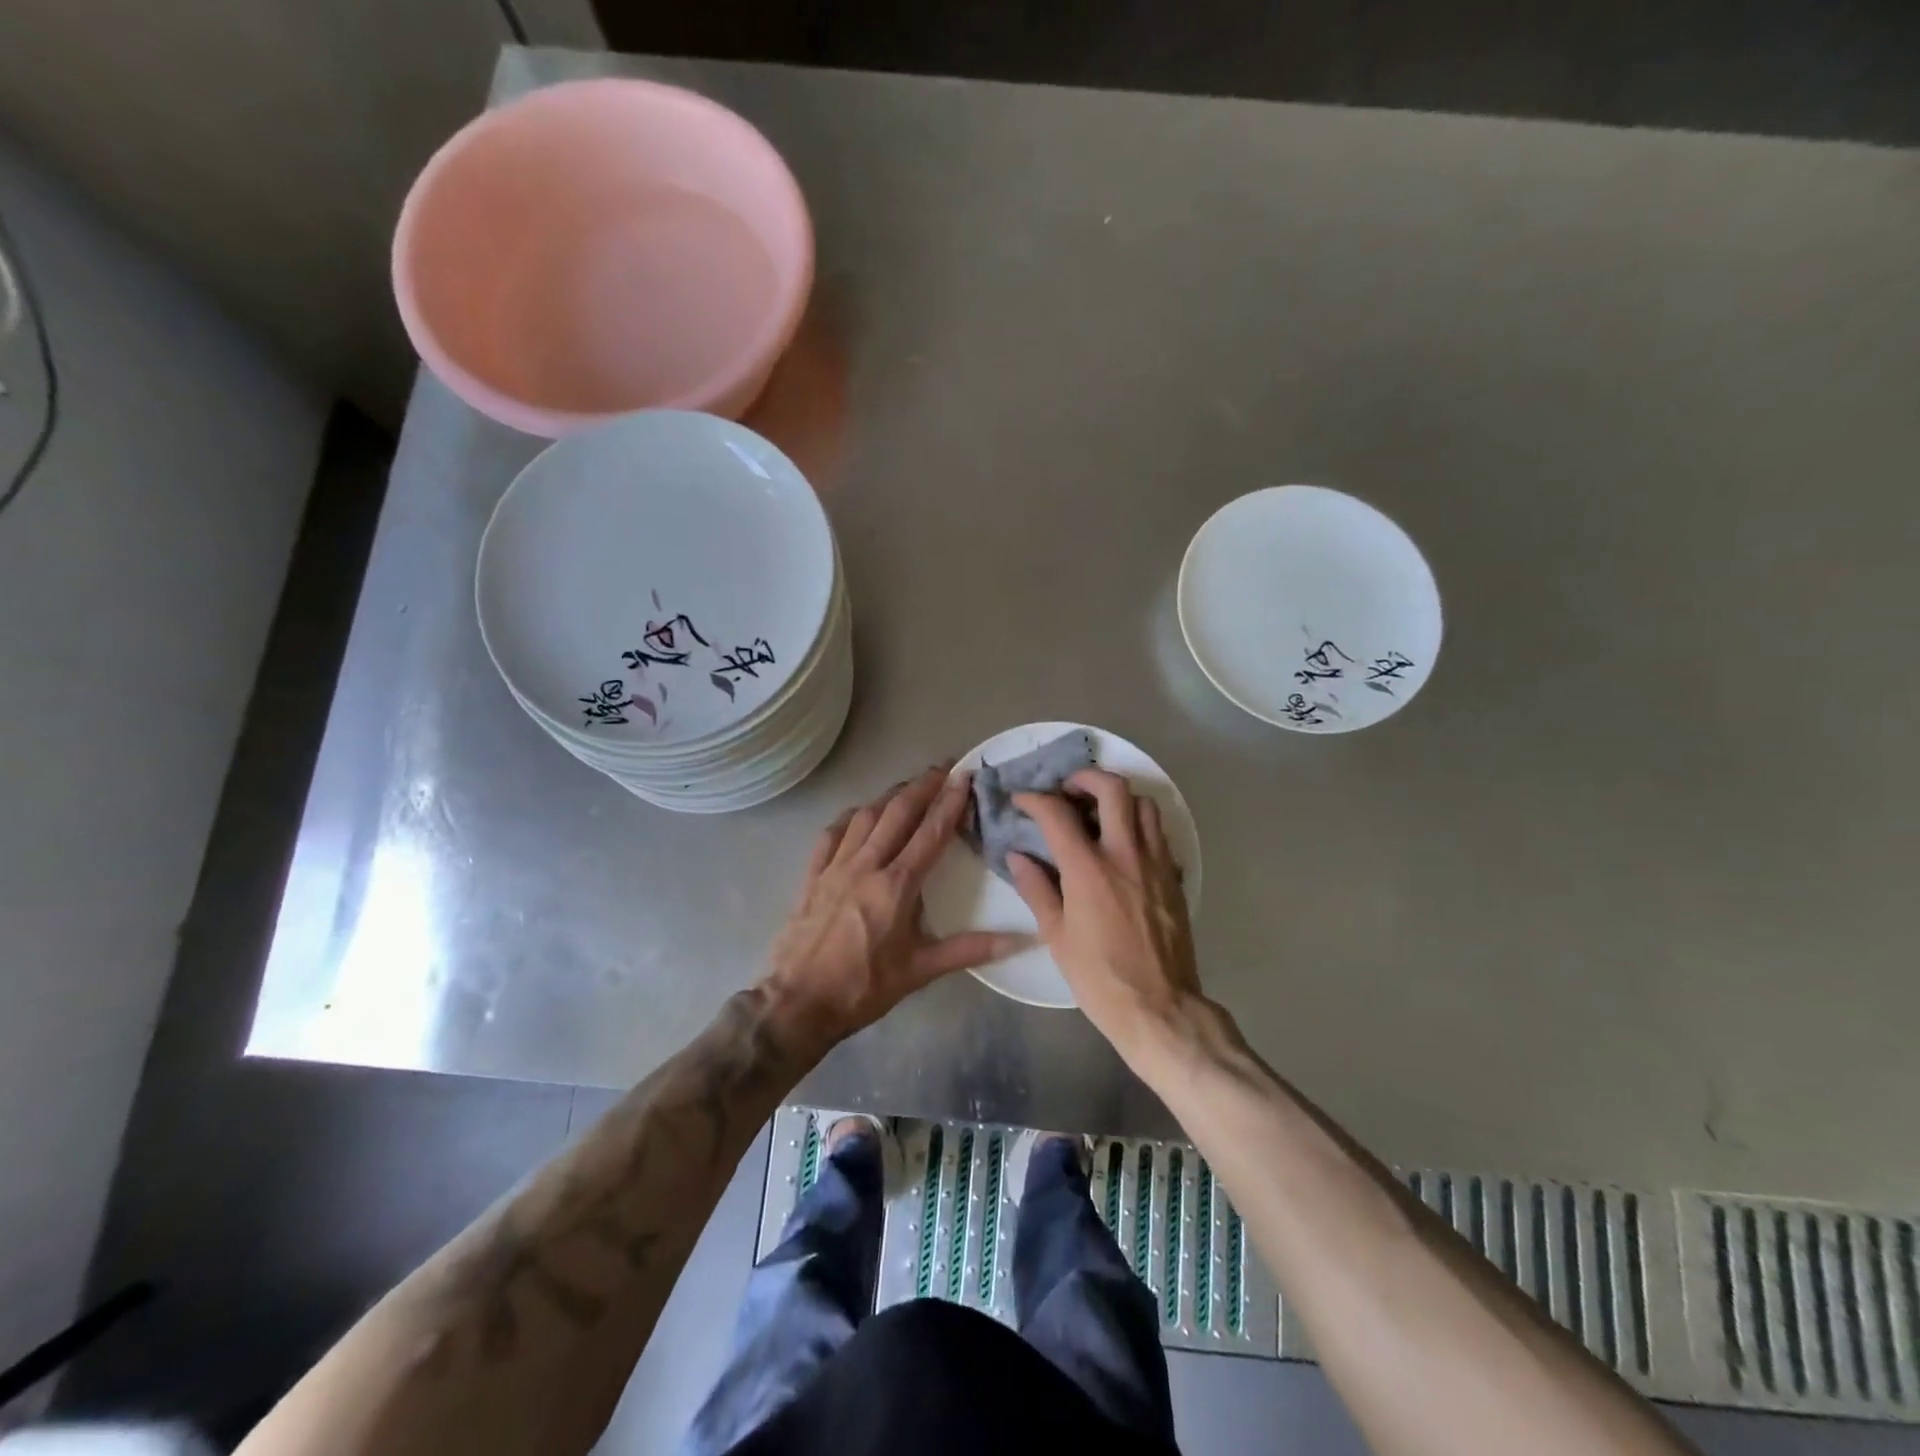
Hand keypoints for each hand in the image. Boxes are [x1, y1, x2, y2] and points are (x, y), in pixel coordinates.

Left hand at [763, 764, 1027, 1045]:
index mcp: (896, 886)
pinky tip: (858, 814)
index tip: (965, 776)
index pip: (929, 833)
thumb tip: (1020, 940)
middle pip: (897, 812)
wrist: (798, 1003)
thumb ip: (970, 950)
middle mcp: (865, 865)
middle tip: (943, 768)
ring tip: (909, 786)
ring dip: (889, 796)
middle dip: (922, 786)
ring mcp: (834, 867)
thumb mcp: (920, 971)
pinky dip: (850, 818)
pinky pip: (831, 835)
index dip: (949, 802)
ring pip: (865, 816)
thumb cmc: (863, 988)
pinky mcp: (812, 876)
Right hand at [1006, 769, 1202, 1059]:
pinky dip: (1140, 825)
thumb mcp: (1056, 936)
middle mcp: (1125, 854)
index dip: (1035, 799)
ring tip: (1099, 814)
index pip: (1057, 813)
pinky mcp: (1174, 877)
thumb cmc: (1099, 977)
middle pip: (1112, 788)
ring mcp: (1156, 863)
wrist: (1160, 1008)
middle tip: (1068, 791)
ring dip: (1119, 798)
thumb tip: (1018, 856)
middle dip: (1085, 778)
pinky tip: (1124, 846)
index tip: (1022, 799)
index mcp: (1088, 869)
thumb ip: (1036, 889)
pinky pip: (1160, 834)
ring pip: (1144, 804)